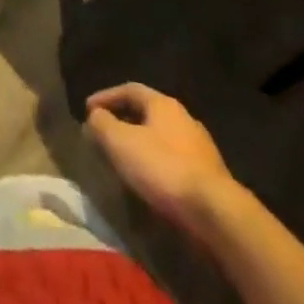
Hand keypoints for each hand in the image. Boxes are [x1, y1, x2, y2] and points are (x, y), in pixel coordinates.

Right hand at [84, 84, 238, 236]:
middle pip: (147, 113)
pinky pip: (174, 161)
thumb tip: (95, 117)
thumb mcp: (120, 142)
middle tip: (104, 135)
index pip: (129, 90)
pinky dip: (156, 165)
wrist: (216, 213)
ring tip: (123, 160)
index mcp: (164, 104)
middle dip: (123, 121)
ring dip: (140, 145)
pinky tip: (148, 181)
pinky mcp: (209, 176)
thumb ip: (102, 124)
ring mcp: (200, 148)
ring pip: (161, 138)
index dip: (106, 97)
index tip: (87, 110)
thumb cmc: (163, 168)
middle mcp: (184, 119)